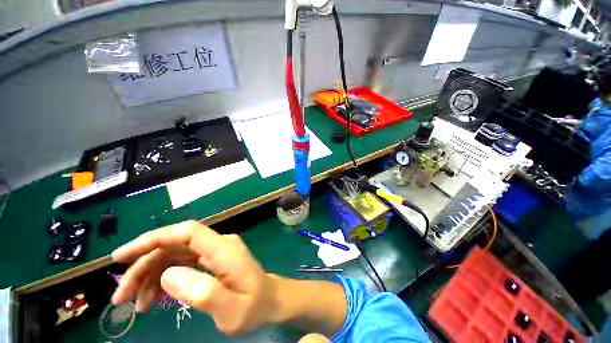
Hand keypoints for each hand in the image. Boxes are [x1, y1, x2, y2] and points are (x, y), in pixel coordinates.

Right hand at [111, 220, 278, 333]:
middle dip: (143, 266)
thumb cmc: (254, 306)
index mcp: (224, 249)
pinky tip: (152, 298)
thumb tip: (167, 275)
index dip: (154, 238)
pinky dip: (163, 278)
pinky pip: (182, 262)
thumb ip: (203, 292)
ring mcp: (215, 251)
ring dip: (149, 275)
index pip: (187, 232)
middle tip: (121, 296)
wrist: (270, 299)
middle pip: (174, 245)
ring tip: (134, 303)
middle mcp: (219, 244)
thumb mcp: (231, 310)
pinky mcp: (212, 259)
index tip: (122, 256)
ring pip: (174, 254)